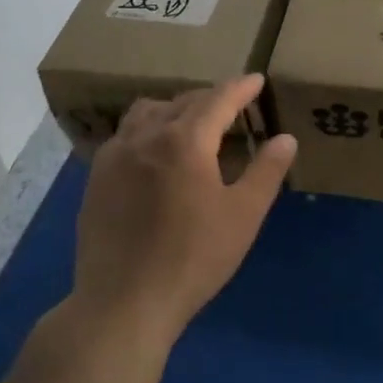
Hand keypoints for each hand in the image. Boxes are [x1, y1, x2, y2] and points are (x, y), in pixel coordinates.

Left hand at [72, 75, 296, 354]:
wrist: (123, 302)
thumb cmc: (193, 259)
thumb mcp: (243, 216)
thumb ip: (266, 171)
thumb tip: (285, 138)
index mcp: (185, 140)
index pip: (218, 99)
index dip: (241, 88)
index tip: (256, 80)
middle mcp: (146, 135)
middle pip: (183, 101)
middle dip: (211, 99)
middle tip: (232, 108)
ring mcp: (115, 154)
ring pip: (148, 112)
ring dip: (175, 109)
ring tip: (191, 125)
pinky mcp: (97, 176)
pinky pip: (126, 134)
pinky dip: (148, 129)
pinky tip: (155, 154)